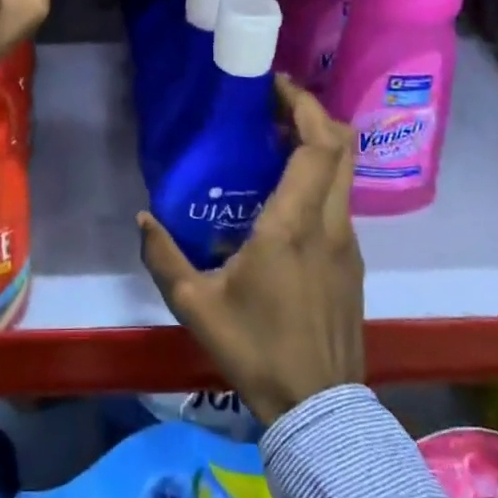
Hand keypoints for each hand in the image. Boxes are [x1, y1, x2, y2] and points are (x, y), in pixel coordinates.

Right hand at [138, 77, 365, 425]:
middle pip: (342, 147)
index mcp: (293, 225)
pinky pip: (340, 202)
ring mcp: (348, 244)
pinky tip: (285, 197)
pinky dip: (320, 178)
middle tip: (275, 104)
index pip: (317, 146)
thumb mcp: (197, 306)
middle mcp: (329, 224)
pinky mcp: (352, 263)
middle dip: (314, 113)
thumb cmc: (256, 350)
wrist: (319, 412)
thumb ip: (165, 257)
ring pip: (345, 174)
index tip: (275, 86)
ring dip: (317, 146)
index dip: (303, 106)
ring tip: (274, 143)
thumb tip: (144, 218)